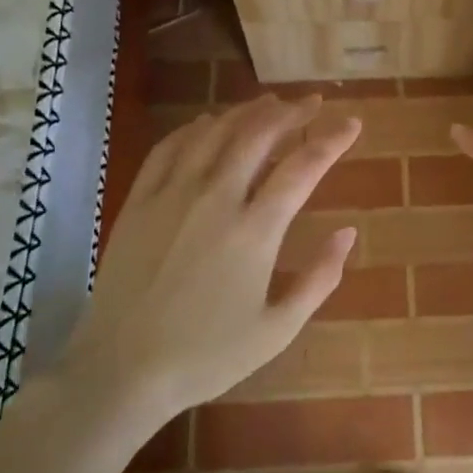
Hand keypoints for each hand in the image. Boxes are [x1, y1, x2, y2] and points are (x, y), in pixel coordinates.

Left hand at [65, 94, 360, 424]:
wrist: (120, 370)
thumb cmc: (206, 356)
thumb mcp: (277, 330)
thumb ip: (319, 279)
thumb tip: (348, 233)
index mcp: (255, 231)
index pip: (303, 167)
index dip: (332, 139)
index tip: (352, 123)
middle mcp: (216, 199)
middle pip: (259, 134)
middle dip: (292, 112)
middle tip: (313, 102)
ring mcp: (172, 195)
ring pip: (216, 132)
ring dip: (248, 111)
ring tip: (271, 103)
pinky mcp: (139, 201)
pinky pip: (171, 147)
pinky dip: (196, 127)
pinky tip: (210, 122)